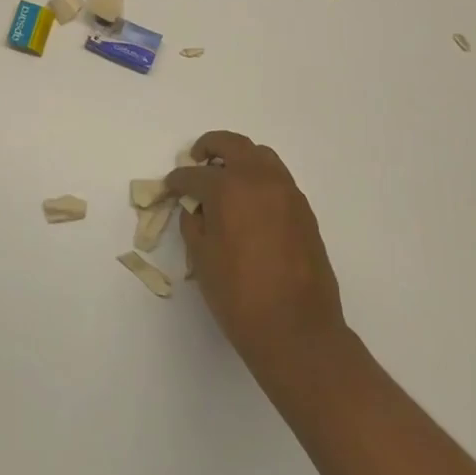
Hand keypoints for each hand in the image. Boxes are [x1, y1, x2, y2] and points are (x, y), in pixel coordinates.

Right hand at [167, 132, 348, 379]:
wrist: (297, 330)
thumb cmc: (239, 296)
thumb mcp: (202, 258)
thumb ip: (194, 222)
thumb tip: (196, 207)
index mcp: (229, 189)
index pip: (195, 175)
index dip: (178, 180)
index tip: (170, 187)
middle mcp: (260, 180)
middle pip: (233, 144)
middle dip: (210, 147)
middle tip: (196, 160)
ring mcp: (287, 193)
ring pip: (261, 156)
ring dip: (239, 159)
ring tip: (225, 179)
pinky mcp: (304, 210)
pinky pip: (278, 179)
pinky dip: (259, 178)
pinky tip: (249, 203)